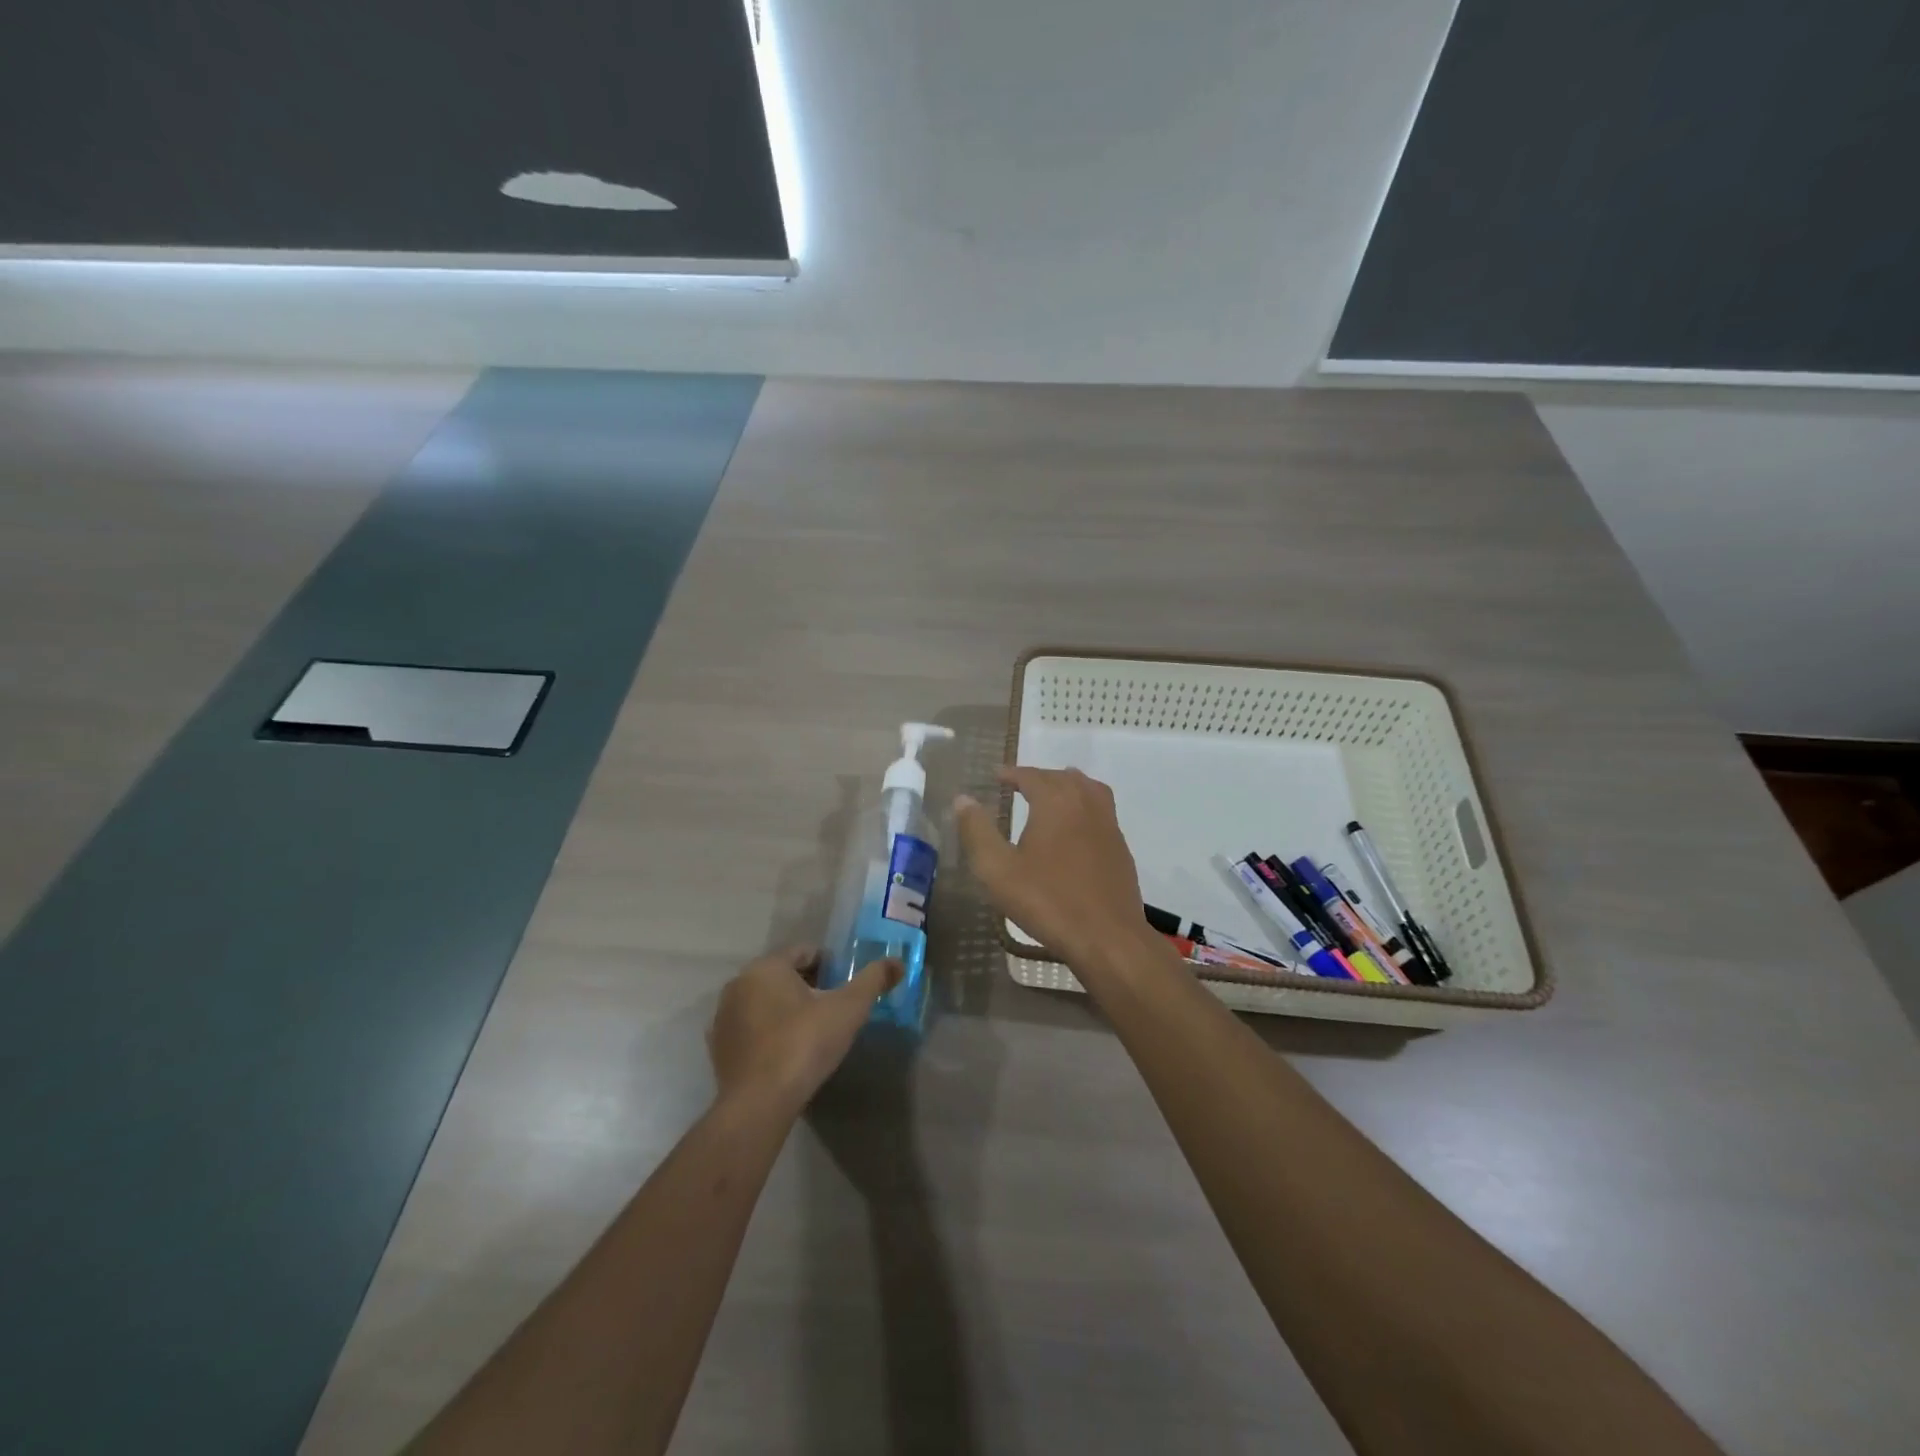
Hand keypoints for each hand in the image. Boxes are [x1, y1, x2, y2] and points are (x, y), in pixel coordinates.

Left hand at [708, 948, 901, 1112]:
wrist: (759, 1104)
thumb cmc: (805, 1044)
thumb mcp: (849, 1009)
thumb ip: (874, 980)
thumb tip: (898, 961)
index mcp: (767, 966)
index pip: (804, 951)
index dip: (830, 965)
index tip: (845, 986)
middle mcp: (739, 983)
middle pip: (783, 974)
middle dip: (808, 985)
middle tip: (833, 1009)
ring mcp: (724, 1016)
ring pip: (764, 1000)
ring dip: (786, 1008)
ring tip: (812, 1032)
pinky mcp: (717, 1048)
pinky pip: (750, 1028)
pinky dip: (768, 1032)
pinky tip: (786, 1052)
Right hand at [954, 766, 1154, 966]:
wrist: (1107, 937)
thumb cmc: (1048, 901)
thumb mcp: (998, 870)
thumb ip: (977, 832)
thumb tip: (963, 800)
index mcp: (1056, 802)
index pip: (1031, 775)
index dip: (1011, 774)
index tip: (996, 776)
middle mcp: (1086, 804)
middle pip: (1062, 778)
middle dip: (1038, 778)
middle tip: (1018, 787)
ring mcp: (1109, 825)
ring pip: (1088, 790)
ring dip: (1067, 786)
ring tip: (1051, 796)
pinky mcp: (1120, 848)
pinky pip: (1101, 812)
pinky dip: (1084, 807)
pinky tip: (1075, 829)